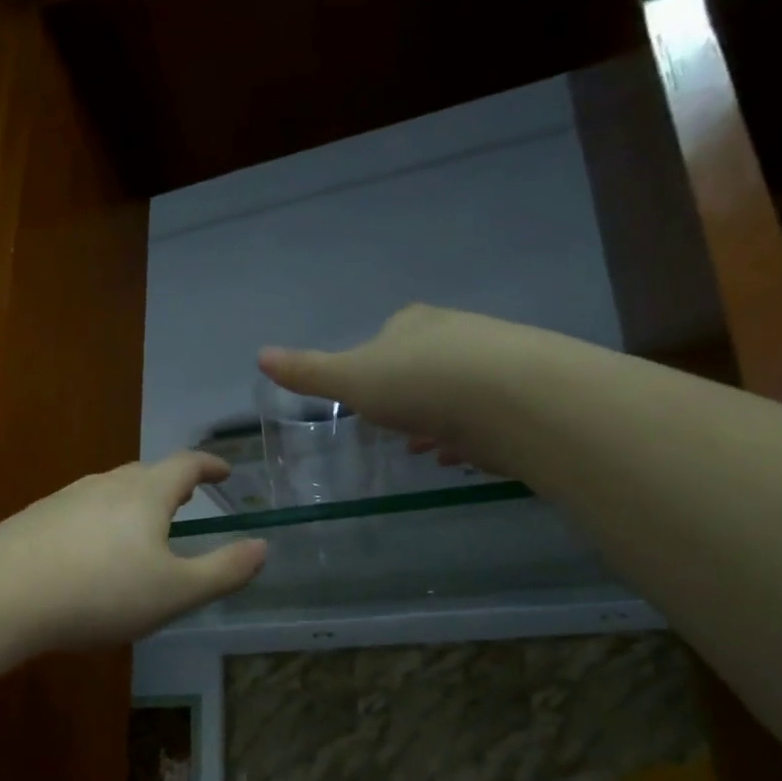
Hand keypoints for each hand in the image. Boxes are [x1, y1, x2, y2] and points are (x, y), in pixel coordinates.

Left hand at [0, 451, 266, 651]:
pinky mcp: (35, 518)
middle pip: (146, 472)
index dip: (209, 464)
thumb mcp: (175, 592)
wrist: (3, 595)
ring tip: (142, 524)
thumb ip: (223, 571)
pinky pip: (80, 510)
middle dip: (171, 482)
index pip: (186, 463)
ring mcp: (65, 498)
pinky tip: (90, 550)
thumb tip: (263, 547)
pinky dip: (99, 519)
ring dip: (134, 500)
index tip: (225, 470)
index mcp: (146, 493)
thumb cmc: (102, 592)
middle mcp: (105, 484)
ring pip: (109, 489)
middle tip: (187, 497)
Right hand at [259, 304, 529, 474]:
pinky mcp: (521, 396)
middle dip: (407, 394)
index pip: (388, 334)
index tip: (366, 394)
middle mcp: (456, 333)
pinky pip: (484, 417)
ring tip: (424, 448)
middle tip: (394, 426)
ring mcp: (494, 362)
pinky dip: (467, 435)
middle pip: (423, 362)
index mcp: (413, 324)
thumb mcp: (352, 380)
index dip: (373, 364)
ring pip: (455, 391)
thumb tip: (260, 355)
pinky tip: (456, 457)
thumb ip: (309, 372)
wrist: (512, 398)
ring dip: (437, 417)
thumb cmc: (420, 383)